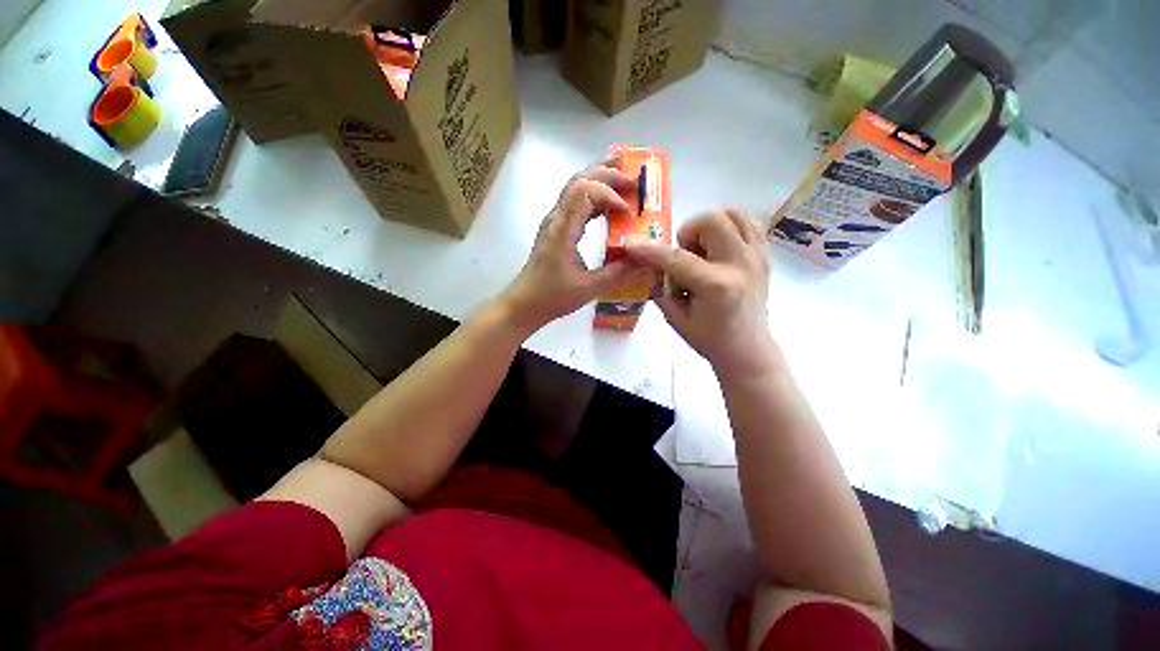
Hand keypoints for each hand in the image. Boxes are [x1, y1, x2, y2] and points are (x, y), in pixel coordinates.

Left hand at [500, 159, 635, 332]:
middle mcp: (557, 218)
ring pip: (576, 188)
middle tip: (633, 179)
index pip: (584, 192)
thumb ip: (616, 273)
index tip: (629, 213)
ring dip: (600, 180)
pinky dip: (595, 197)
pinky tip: (610, 203)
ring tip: (624, 178)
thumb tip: (643, 261)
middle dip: (607, 174)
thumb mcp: (588, 288)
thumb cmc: (552, 296)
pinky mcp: (558, 229)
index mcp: (562, 229)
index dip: (609, 194)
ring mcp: (555, 222)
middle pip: (579, 181)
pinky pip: (576, 203)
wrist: (525, 303)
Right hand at [626, 210, 775, 376]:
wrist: (747, 349)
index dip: (650, 251)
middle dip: (688, 231)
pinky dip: (728, 228)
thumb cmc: (710, 339)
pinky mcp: (765, 255)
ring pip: (732, 214)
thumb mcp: (676, 319)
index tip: (632, 246)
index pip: (676, 259)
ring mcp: (757, 257)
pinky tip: (718, 249)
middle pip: (712, 220)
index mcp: (716, 286)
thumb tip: (649, 265)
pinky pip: (748, 223)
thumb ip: (660, 289)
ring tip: (703, 249)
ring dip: (709, 226)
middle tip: (685, 253)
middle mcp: (740, 264)